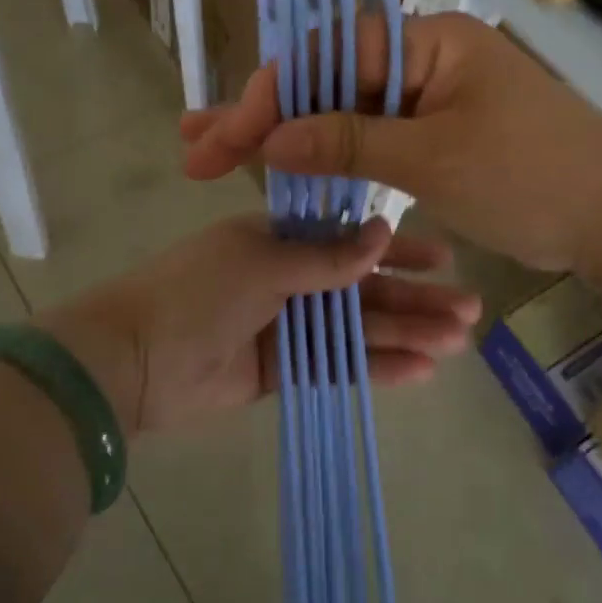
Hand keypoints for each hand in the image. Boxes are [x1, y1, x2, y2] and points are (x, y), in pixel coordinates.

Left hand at [37, 214, 479, 435]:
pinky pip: (337, 365)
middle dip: (415, 298)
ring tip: (456, 343)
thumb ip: (326, 257)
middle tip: (468, 312)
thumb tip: (383, 231)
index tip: (444, 257)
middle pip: (364, 288)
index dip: (398, 249)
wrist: (132, 359)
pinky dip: (375, 368)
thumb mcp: (262, 261)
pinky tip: (420, 371)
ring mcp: (287, 325)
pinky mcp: (282, 370)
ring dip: (406, 334)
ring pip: (358, 328)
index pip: (352, 239)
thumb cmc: (196, 291)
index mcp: (280, 238)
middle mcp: (289, 277)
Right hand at [181, 12, 601, 273]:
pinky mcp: (434, 134)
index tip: (229, 138)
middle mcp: (423, 58)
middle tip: (197, 147)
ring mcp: (428, 97)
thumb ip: (348, 142)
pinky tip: (282, 172)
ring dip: (286, 137)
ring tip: (217, 155)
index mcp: (430, 41)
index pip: (330, 55)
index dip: (273, 96)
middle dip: (263, 115)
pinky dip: (328, 157)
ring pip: (343, 113)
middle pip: (328, 81)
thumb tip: (268, 137)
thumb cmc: (533, 177)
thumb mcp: (434, 159)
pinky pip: (370, 139)